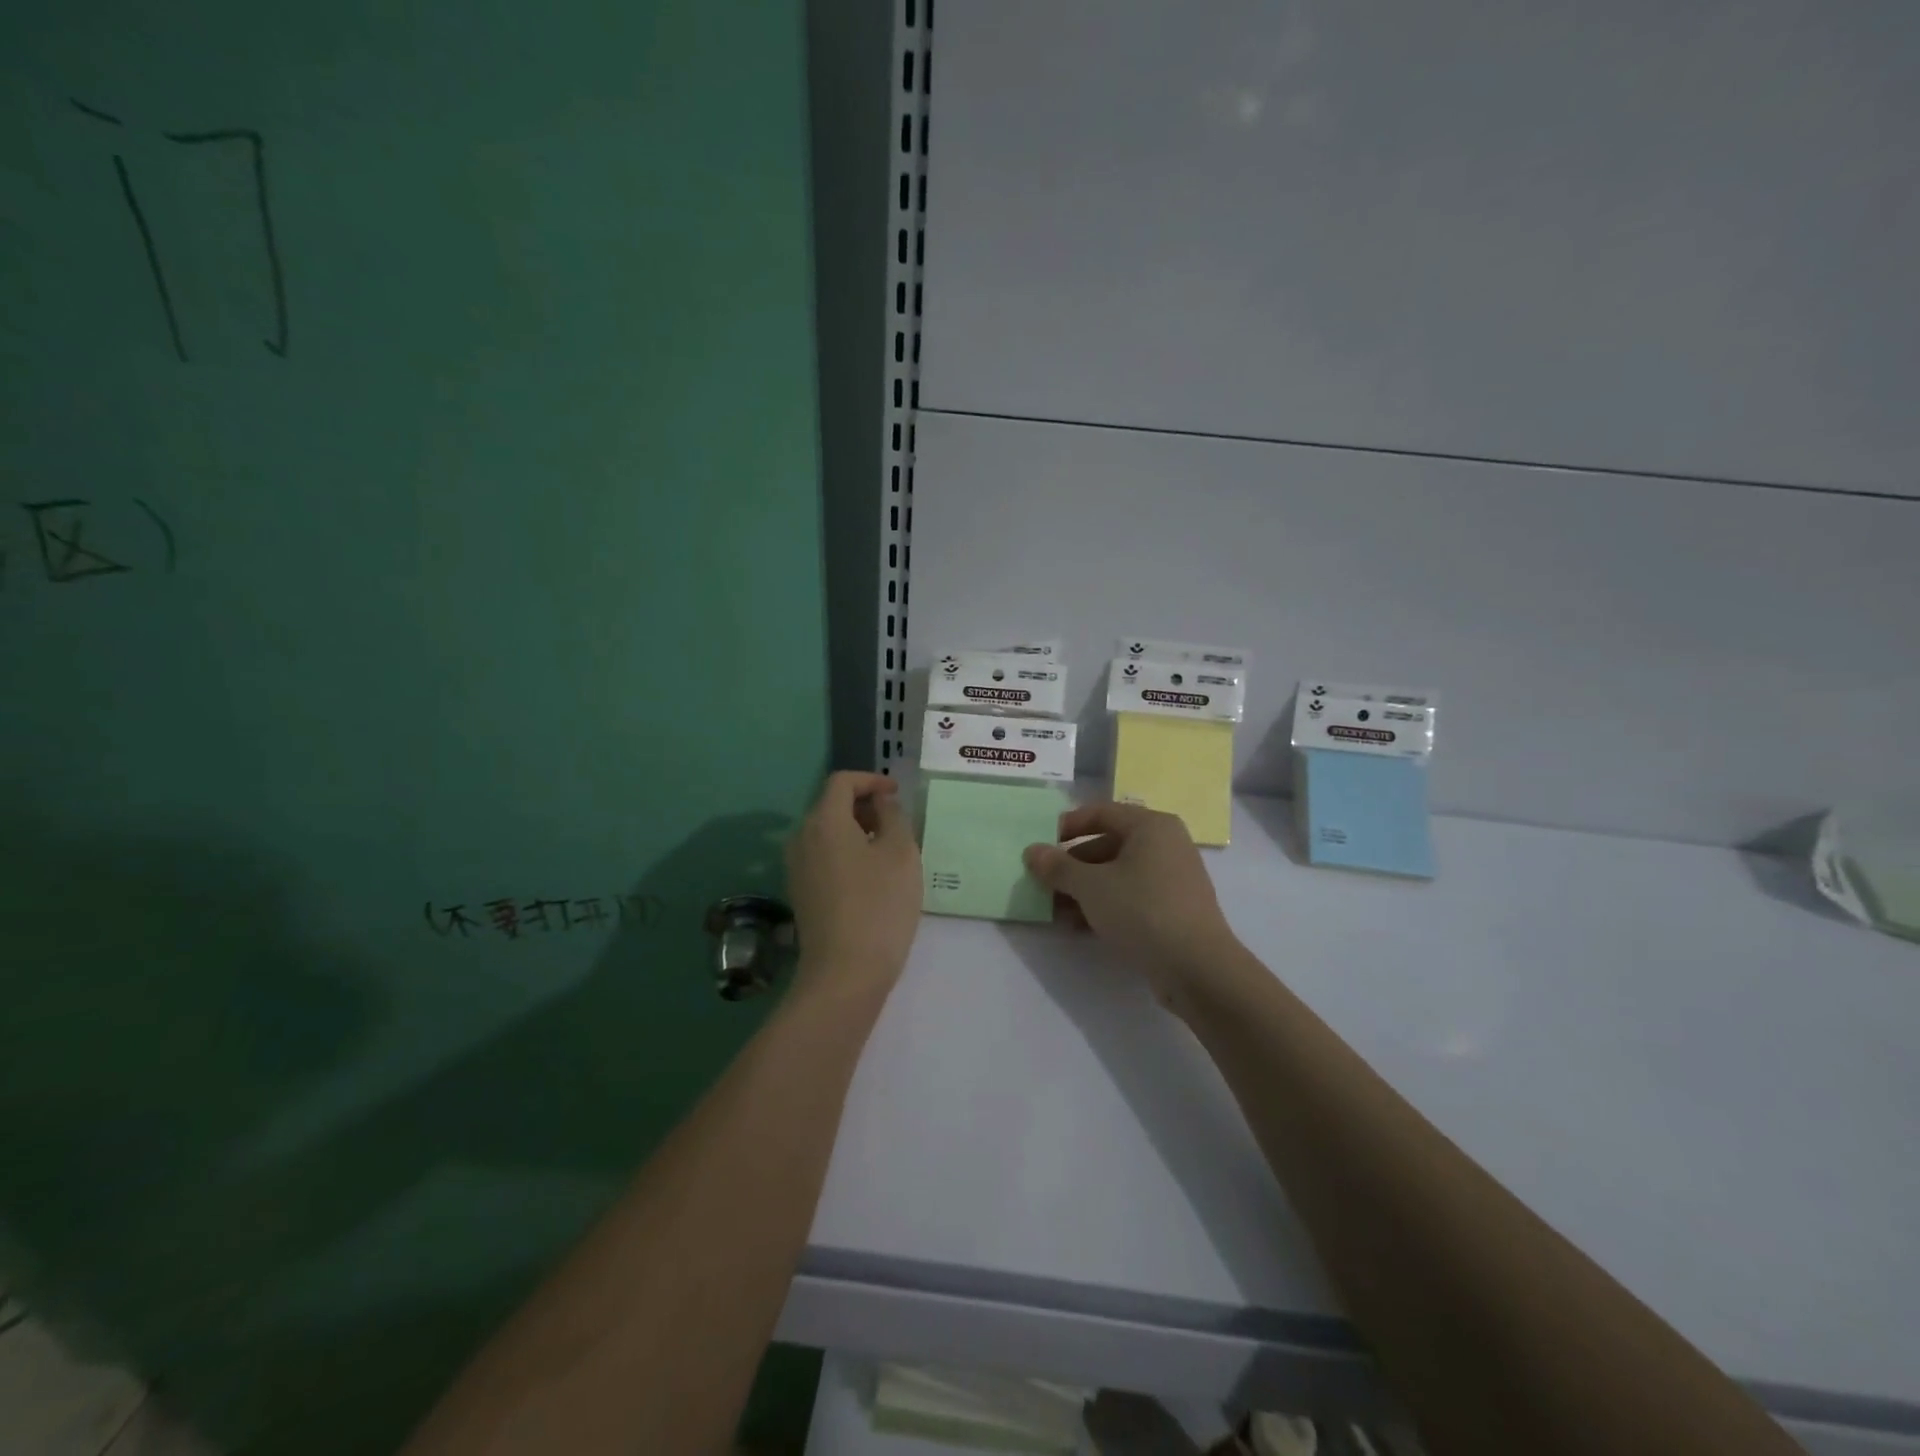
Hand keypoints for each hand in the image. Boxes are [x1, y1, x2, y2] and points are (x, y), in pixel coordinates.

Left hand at [785, 772, 921, 998]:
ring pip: (826, 832)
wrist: (845, 972)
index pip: (842, 782)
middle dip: (863, 805)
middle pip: (830, 805)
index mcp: (824, 821)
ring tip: (887, 849)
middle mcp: (801, 838)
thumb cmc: (879, 905)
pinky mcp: (800, 892)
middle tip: (895, 821)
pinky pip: (822, 856)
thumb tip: (881, 803)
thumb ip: (893, 816)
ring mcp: (796, 867)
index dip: (871, 780)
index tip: (896, 793)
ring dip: (855, 830)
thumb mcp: (901, 853)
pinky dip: (845, 852)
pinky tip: (870, 876)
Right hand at [1024, 802, 1243, 1014]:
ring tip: (1056, 911)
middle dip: (1072, 866)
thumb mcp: (1091, 886)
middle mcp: (1165, 844)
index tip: (1040, 846)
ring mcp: (1172, 877)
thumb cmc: (1142, 911)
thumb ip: (1058, 867)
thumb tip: (1032, 851)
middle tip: (1044, 884)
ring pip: (1117, 874)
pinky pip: (1131, 896)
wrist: (1198, 968)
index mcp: (1151, 826)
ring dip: (1085, 890)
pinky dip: (1105, 905)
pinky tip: (1080, 926)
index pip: (1100, 813)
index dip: (1067, 826)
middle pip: (1107, 845)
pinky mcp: (1174, 908)